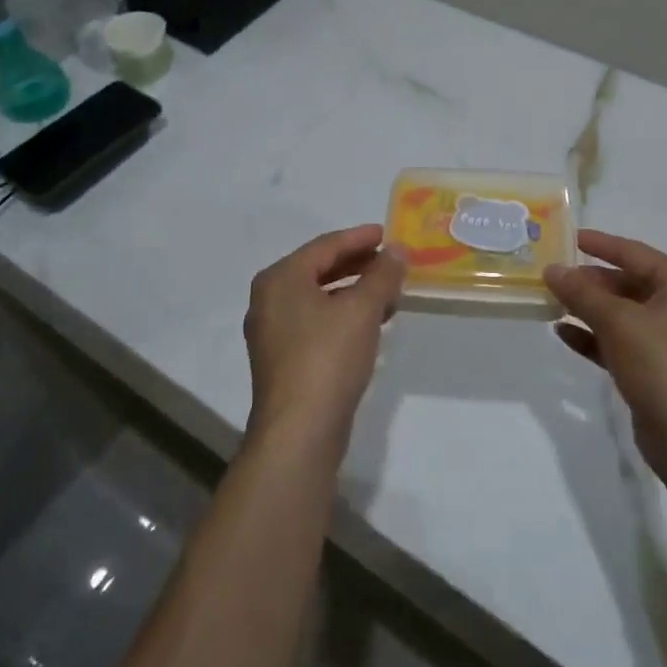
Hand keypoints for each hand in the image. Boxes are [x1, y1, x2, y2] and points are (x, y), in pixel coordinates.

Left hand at [243, 225, 405, 448]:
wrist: (299, 432)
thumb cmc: (328, 358)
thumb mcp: (362, 309)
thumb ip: (382, 274)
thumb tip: (397, 250)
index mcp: (280, 279)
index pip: (325, 246)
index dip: (359, 237)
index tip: (387, 234)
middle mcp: (270, 300)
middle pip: (319, 269)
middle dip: (358, 264)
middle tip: (390, 261)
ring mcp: (274, 333)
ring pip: (320, 298)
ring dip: (355, 292)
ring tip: (389, 293)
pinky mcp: (284, 360)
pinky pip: (318, 323)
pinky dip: (344, 315)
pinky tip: (371, 324)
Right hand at [544, 230, 666, 468]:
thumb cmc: (661, 364)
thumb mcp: (617, 321)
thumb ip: (582, 293)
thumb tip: (552, 270)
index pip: (635, 253)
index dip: (601, 244)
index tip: (569, 237)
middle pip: (628, 283)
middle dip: (590, 281)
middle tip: (553, 276)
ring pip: (622, 315)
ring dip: (588, 309)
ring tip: (552, 302)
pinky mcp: (656, 370)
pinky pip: (620, 343)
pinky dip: (594, 337)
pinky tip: (563, 334)